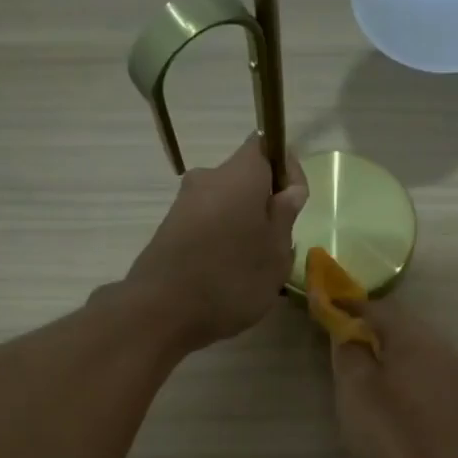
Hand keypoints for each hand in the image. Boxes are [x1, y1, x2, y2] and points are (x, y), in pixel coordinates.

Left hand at [124, 137, 308, 349]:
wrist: (161, 312)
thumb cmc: (232, 279)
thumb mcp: (276, 253)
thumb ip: (285, 216)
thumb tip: (288, 191)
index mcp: (239, 174)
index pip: (267, 145)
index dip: (287, 170)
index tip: (296, 205)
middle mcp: (208, 178)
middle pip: (246, 180)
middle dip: (266, 206)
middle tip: (280, 245)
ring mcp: (184, 204)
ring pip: (227, 205)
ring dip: (244, 227)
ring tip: (255, 268)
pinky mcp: (169, 230)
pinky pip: (208, 226)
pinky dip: (223, 242)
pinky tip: (228, 277)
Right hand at [330, 298, 457, 457]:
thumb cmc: (391, 430)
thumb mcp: (355, 388)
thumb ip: (347, 349)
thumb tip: (345, 328)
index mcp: (413, 335)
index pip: (374, 306)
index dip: (345, 304)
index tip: (319, 304)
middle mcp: (435, 341)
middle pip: (394, 320)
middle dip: (363, 322)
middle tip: (333, 332)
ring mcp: (446, 365)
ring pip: (406, 340)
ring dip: (379, 342)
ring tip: (352, 358)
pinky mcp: (447, 388)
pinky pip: (416, 360)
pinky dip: (393, 360)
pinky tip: (378, 380)